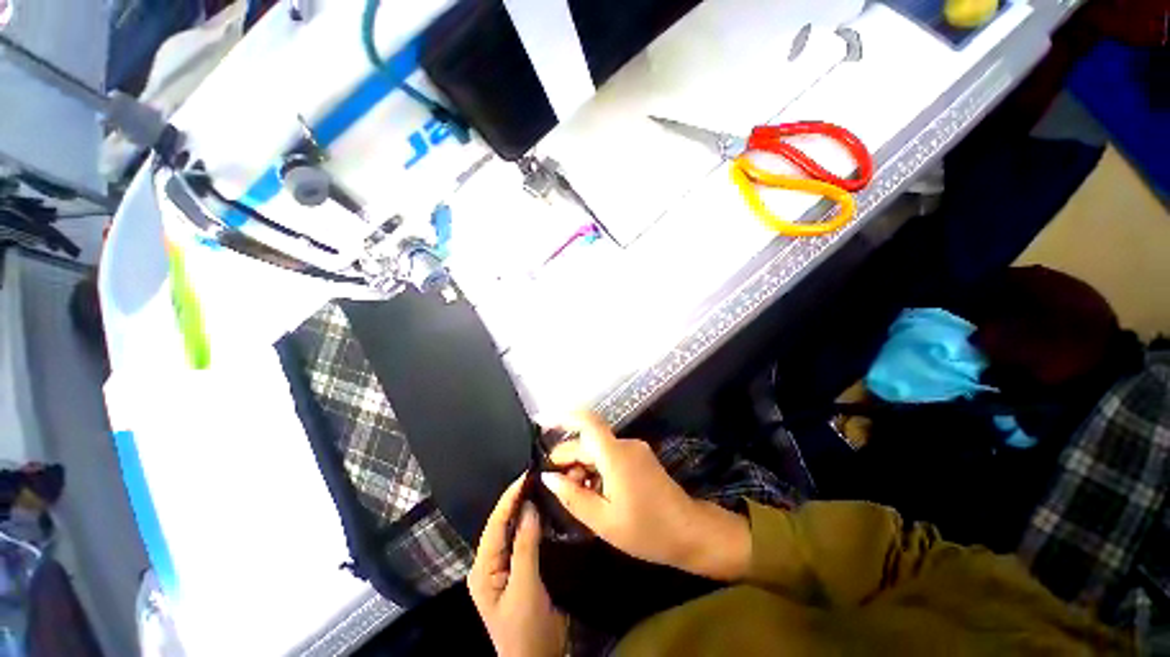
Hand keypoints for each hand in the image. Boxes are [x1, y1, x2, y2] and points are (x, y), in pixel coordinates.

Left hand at [469, 476, 566, 656]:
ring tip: (538, 485)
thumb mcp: (525, 588)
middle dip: (515, 499)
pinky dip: (532, 523)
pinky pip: (523, 539)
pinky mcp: (519, 570)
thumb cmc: (526, 630)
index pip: (494, 524)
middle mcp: (490, 564)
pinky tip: (542, 510)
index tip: (525, 476)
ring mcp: (504, 567)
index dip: (509, 498)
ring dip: (523, 508)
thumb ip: (525, 546)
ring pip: (512, 530)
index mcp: (483, 569)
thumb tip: (529, 507)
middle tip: (534, 476)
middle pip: (501, 524)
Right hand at [540, 412, 751, 581]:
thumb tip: (549, 477)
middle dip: (568, 457)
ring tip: (576, 494)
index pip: (587, 422)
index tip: (542, 422)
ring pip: (598, 449)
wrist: (689, 531)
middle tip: (556, 484)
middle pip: (589, 441)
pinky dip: (596, 468)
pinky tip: (594, 491)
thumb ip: (573, 496)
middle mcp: (625, 444)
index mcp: (615, 455)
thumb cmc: (647, 530)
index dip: (563, 417)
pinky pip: (610, 455)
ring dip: (582, 466)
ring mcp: (634, 449)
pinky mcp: (639, 457)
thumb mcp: (603, 521)